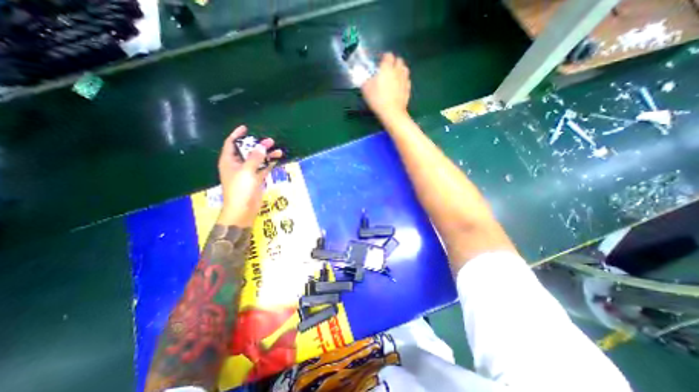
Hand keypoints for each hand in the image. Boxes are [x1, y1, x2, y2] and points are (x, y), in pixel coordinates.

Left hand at [218, 126, 282, 225]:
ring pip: (258, 159)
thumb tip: (262, 145)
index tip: (246, 128)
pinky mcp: (256, 179)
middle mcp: (238, 165)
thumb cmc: (240, 189)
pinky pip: (263, 168)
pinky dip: (270, 163)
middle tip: (270, 140)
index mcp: (229, 161)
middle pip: (248, 151)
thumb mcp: (247, 171)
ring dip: (267, 155)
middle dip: (258, 145)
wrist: (243, 209)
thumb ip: (255, 158)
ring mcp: (248, 172)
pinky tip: (277, 159)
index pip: (231, 143)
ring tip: (278, 150)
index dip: (237, 135)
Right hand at [363, 51, 410, 119]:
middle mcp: (397, 71)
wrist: (391, 112)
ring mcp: (404, 79)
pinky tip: (399, 86)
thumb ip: (366, 80)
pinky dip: (403, 81)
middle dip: (394, 62)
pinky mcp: (408, 89)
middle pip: (399, 60)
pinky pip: (407, 80)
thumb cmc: (377, 99)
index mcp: (386, 68)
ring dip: (400, 70)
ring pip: (405, 69)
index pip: (388, 55)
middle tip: (388, 69)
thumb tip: (366, 78)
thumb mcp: (365, 89)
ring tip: (395, 76)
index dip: (384, 57)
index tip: (380, 62)